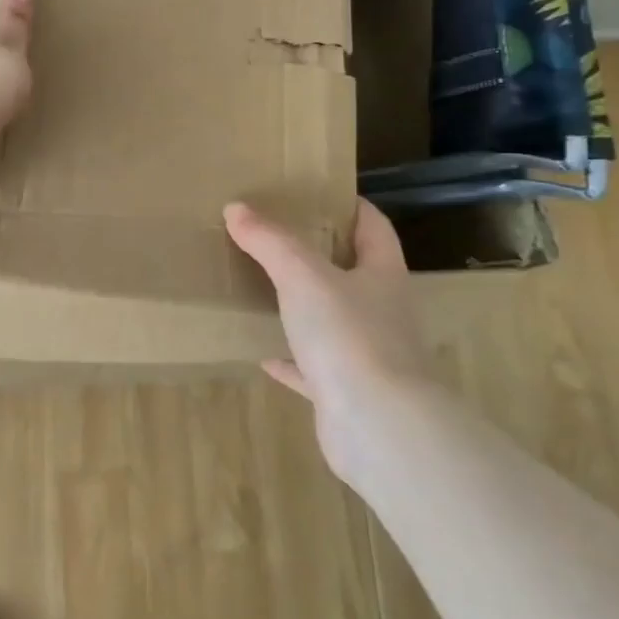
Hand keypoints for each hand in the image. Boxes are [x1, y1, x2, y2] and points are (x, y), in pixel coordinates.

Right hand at [224, 198, 427, 478]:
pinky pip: (314, 369)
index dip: (353, 208)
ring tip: (267, 290)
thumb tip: (236, 209)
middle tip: (280, 238)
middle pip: (356, 274)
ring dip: (305, 308)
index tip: (322, 193)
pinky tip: (263, 354)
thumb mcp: (302, 275)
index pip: (374, 229)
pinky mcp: (347, 392)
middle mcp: (382, 312)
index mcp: (383, 276)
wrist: (377, 426)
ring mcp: (367, 355)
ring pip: (334, 322)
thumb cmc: (349, 335)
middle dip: (323, 256)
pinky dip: (291, 360)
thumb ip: (270, 241)